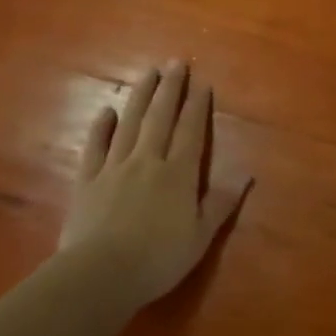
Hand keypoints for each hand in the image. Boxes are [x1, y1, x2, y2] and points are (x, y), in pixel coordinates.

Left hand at [59, 60, 251, 307]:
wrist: (101, 273)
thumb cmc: (158, 259)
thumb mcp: (200, 237)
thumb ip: (221, 203)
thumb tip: (247, 175)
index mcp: (179, 174)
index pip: (191, 131)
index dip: (198, 106)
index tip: (202, 82)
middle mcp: (148, 161)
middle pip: (161, 117)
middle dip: (170, 88)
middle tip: (175, 62)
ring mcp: (115, 167)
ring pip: (130, 123)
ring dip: (140, 96)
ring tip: (148, 72)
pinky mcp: (88, 180)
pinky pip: (95, 147)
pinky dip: (101, 127)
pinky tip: (108, 111)